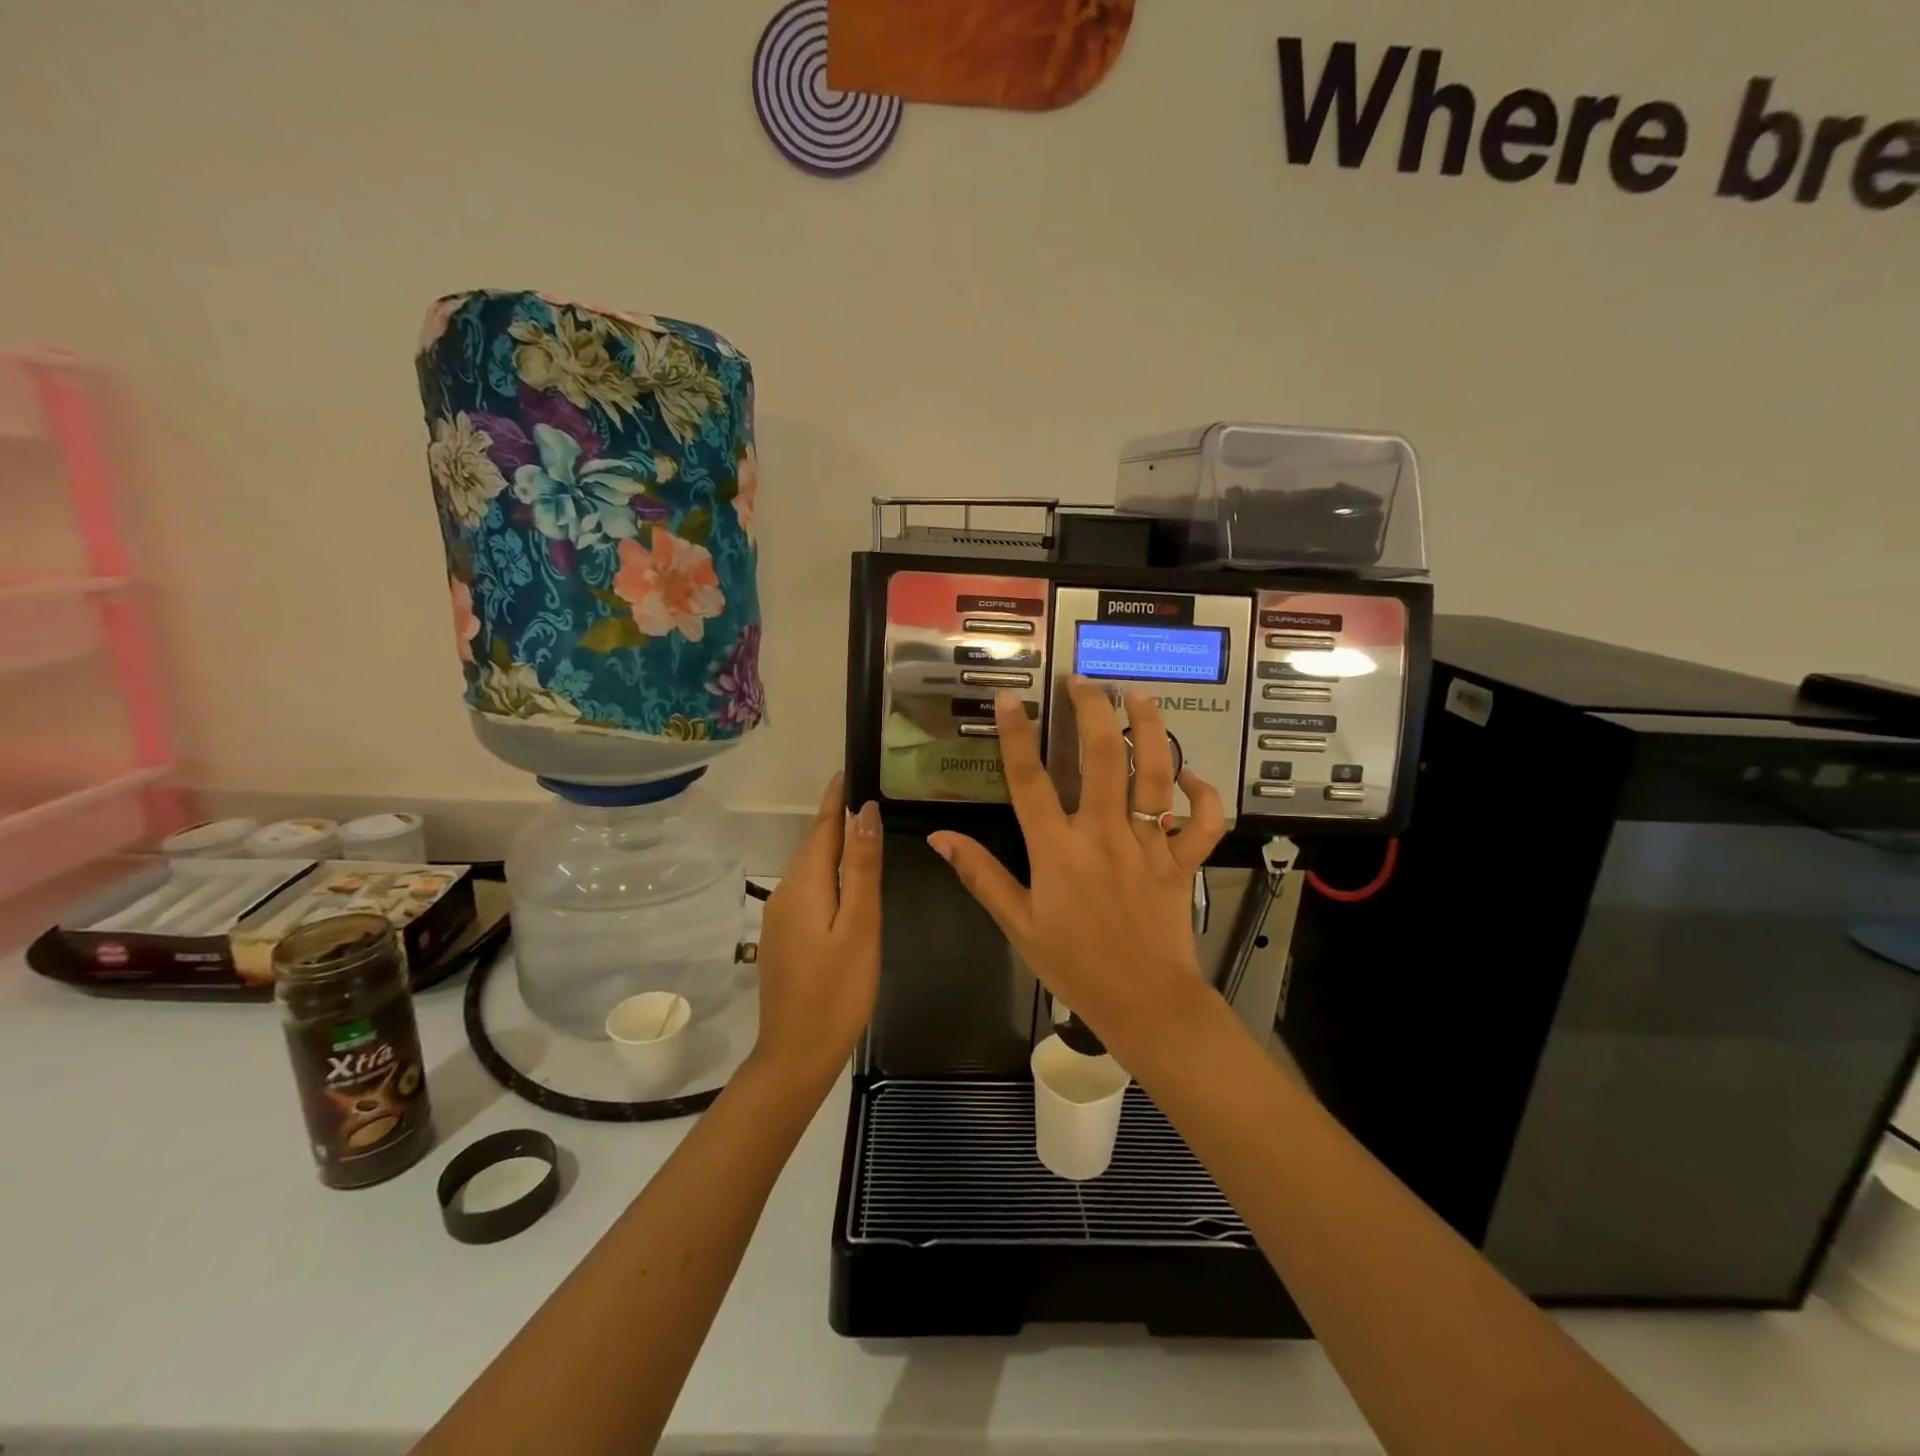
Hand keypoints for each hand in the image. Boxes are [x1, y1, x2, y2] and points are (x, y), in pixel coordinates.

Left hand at [750, 773, 882, 1092]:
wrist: (796, 1054)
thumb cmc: (838, 990)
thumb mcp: (860, 926)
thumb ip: (863, 868)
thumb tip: (865, 811)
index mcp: (804, 885)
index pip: (822, 828)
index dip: (835, 799)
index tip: (847, 770)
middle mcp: (785, 893)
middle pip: (813, 845)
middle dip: (835, 818)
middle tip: (864, 794)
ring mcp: (779, 918)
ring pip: (809, 868)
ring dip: (831, 845)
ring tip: (861, 829)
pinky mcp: (782, 938)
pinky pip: (806, 890)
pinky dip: (826, 873)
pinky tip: (844, 881)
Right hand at [927, 682, 1226, 1068]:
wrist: (1144, 1003)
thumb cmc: (1075, 966)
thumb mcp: (1018, 925)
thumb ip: (981, 876)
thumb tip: (940, 839)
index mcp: (1058, 850)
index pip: (1030, 780)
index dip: (1017, 735)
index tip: (1009, 699)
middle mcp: (1104, 835)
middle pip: (1102, 758)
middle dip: (1093, 711)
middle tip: (1085, 680)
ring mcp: (1149, 845)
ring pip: (1154, 775)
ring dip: (1150, 729)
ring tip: (1140, 695)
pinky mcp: (1182, 861)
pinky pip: (1202, 822)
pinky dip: (1203, 795)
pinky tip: (1192, 774)